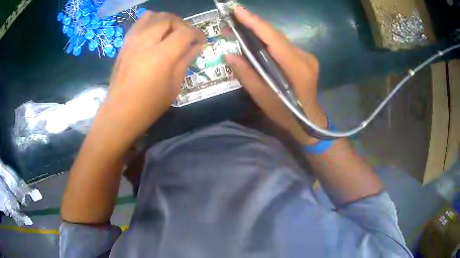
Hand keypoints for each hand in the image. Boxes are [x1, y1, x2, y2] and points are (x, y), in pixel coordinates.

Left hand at [97, 12, 205, 144]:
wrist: (120, 112)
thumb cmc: (150, 105)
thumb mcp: (174, 86)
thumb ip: (186, 60)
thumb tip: (199, 46)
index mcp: (162, 55)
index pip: (185, 32)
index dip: (197, 34)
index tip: (201, 40)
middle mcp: (146, 42)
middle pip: (168, 18)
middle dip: (181, 24)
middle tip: (185, 36)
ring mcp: (133, 41)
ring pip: (152, 16)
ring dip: (165, 20)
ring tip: (169, 32)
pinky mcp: (124, 44)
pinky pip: (138, 23)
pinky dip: (150, 22)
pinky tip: (153, 34)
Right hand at [226, 6, 326, 144]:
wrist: (309, 121)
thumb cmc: (286, 114)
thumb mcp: (263, 99)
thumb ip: (247, 75)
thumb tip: (229, 54)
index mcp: (297, 68)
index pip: (274, 39)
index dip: (255, 22)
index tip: (238, 10)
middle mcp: (305, 57)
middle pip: (276, 35)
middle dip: (253, 24)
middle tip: (232, 17)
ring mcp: (307, 57)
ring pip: (279, 38)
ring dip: (260, 31)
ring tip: (239, 26)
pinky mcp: (305, 58)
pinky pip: (283, 44)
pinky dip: (268, 40)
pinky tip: (255, 39)